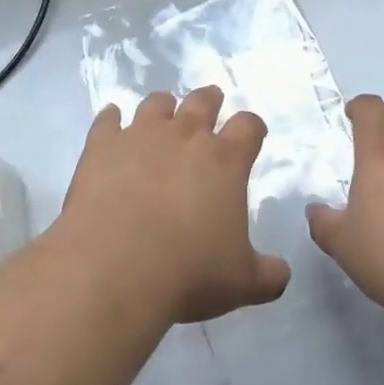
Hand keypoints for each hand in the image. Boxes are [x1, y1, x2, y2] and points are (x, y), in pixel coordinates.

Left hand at [58, 86, 290, 325]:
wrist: (114, 271)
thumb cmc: (188, 274)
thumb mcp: (242, 284)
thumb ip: (267, 275)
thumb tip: (282, 274)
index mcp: (225, 161)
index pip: (248, 127)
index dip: (253, 127)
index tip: (253, 132)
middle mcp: (185, 136)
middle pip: (202, 101)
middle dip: (210, 100)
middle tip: (211, 102)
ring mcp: (141, 136)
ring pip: (156, 104)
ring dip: (163, 106)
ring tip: (163, 112)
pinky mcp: (102, 147)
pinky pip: (107, 120)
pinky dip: (111, 119)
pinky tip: (111, 121)